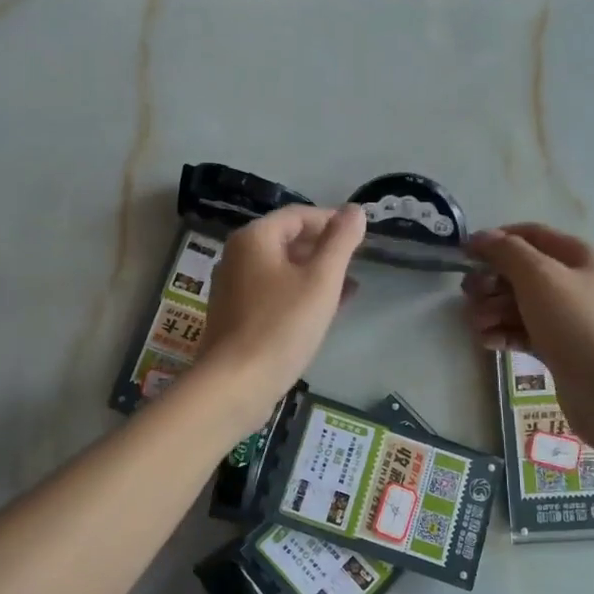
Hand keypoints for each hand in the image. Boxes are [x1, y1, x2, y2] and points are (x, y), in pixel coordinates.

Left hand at [197, 204, 366, 405]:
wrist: (236, 383)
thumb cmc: (281, 326)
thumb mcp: (321, 280)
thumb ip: (341, 242)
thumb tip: (356, 210)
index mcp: (254, 239)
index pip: (298, 215)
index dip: (331, 220)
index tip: (361, 236)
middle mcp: (237, 256)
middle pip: (287, 240)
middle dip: (324, 249)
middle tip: (356, 263)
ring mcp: (233, 288)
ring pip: (281, 269)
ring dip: (314, 274)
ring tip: (348, 289)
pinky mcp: (235, 316)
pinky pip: (272, 293)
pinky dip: (298, 294)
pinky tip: (323, 312)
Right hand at [462, 223, 593, 444]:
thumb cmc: (577, 324)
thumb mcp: (539, 277)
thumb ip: (506, 252)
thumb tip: (479, 237)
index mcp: (581, 256)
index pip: (531, 235)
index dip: (496, 240)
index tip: (464, 254)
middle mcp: (578, 282)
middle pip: (522, 272)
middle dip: (491, 282)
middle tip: (469, 296)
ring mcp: (570, 318)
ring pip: (520, 304)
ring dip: (493, 310)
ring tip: (477, 325)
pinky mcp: (561, 348)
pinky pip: (525, 332)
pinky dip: (504, 333)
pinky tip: (487, 342)